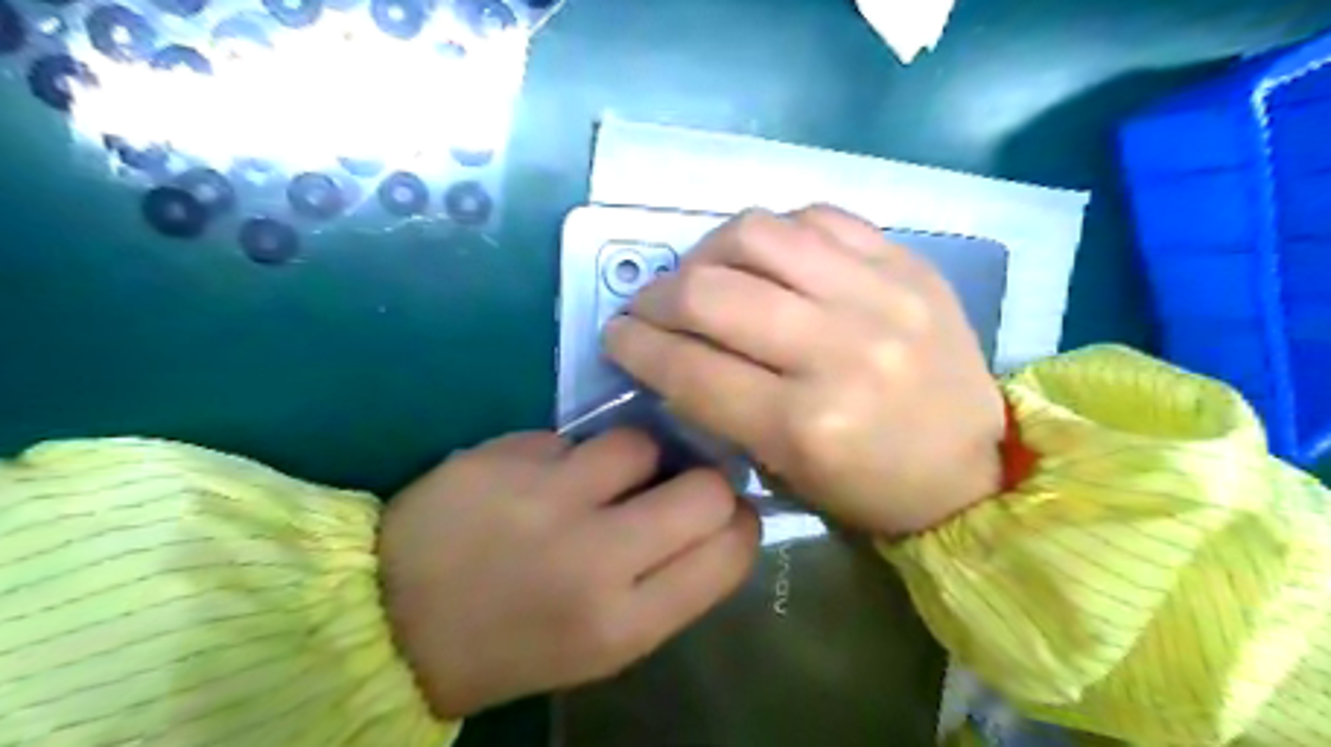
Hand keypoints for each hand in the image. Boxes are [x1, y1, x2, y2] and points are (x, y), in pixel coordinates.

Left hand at [379, 433, 764, 718]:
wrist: (391, 622)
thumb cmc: (514, 643)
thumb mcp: (604, 643)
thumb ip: (668, 584)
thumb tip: (717, 519)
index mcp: (624, 622)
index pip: (730, 551)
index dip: (741, 523)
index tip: (726, 515)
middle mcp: (595, 557)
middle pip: (704, 489)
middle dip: (704, 482)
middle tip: (676, 486)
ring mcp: (546, 498)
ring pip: (641, 443)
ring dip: (635, 458)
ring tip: (601, 478)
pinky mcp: (506, 456)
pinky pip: (573, 437)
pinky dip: (569, 456)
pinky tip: (539, 479)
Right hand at [604, 204, 998, 535]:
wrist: (973, 465)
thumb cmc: (871, 487)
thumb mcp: (784, 471)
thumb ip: (720, 407)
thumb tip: (669, 351)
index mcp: (806, 424)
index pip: (690, 367)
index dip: (636, 346)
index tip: (616, 335)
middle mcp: (838, 350)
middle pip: (711, 292)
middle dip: (657, 296)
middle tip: (649, 307)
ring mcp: (878, 295)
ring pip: (756, 234)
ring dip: (706, 252)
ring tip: (702, 273)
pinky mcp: (906, 262)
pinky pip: (816, 217)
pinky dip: (773, 234)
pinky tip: (765, 259)